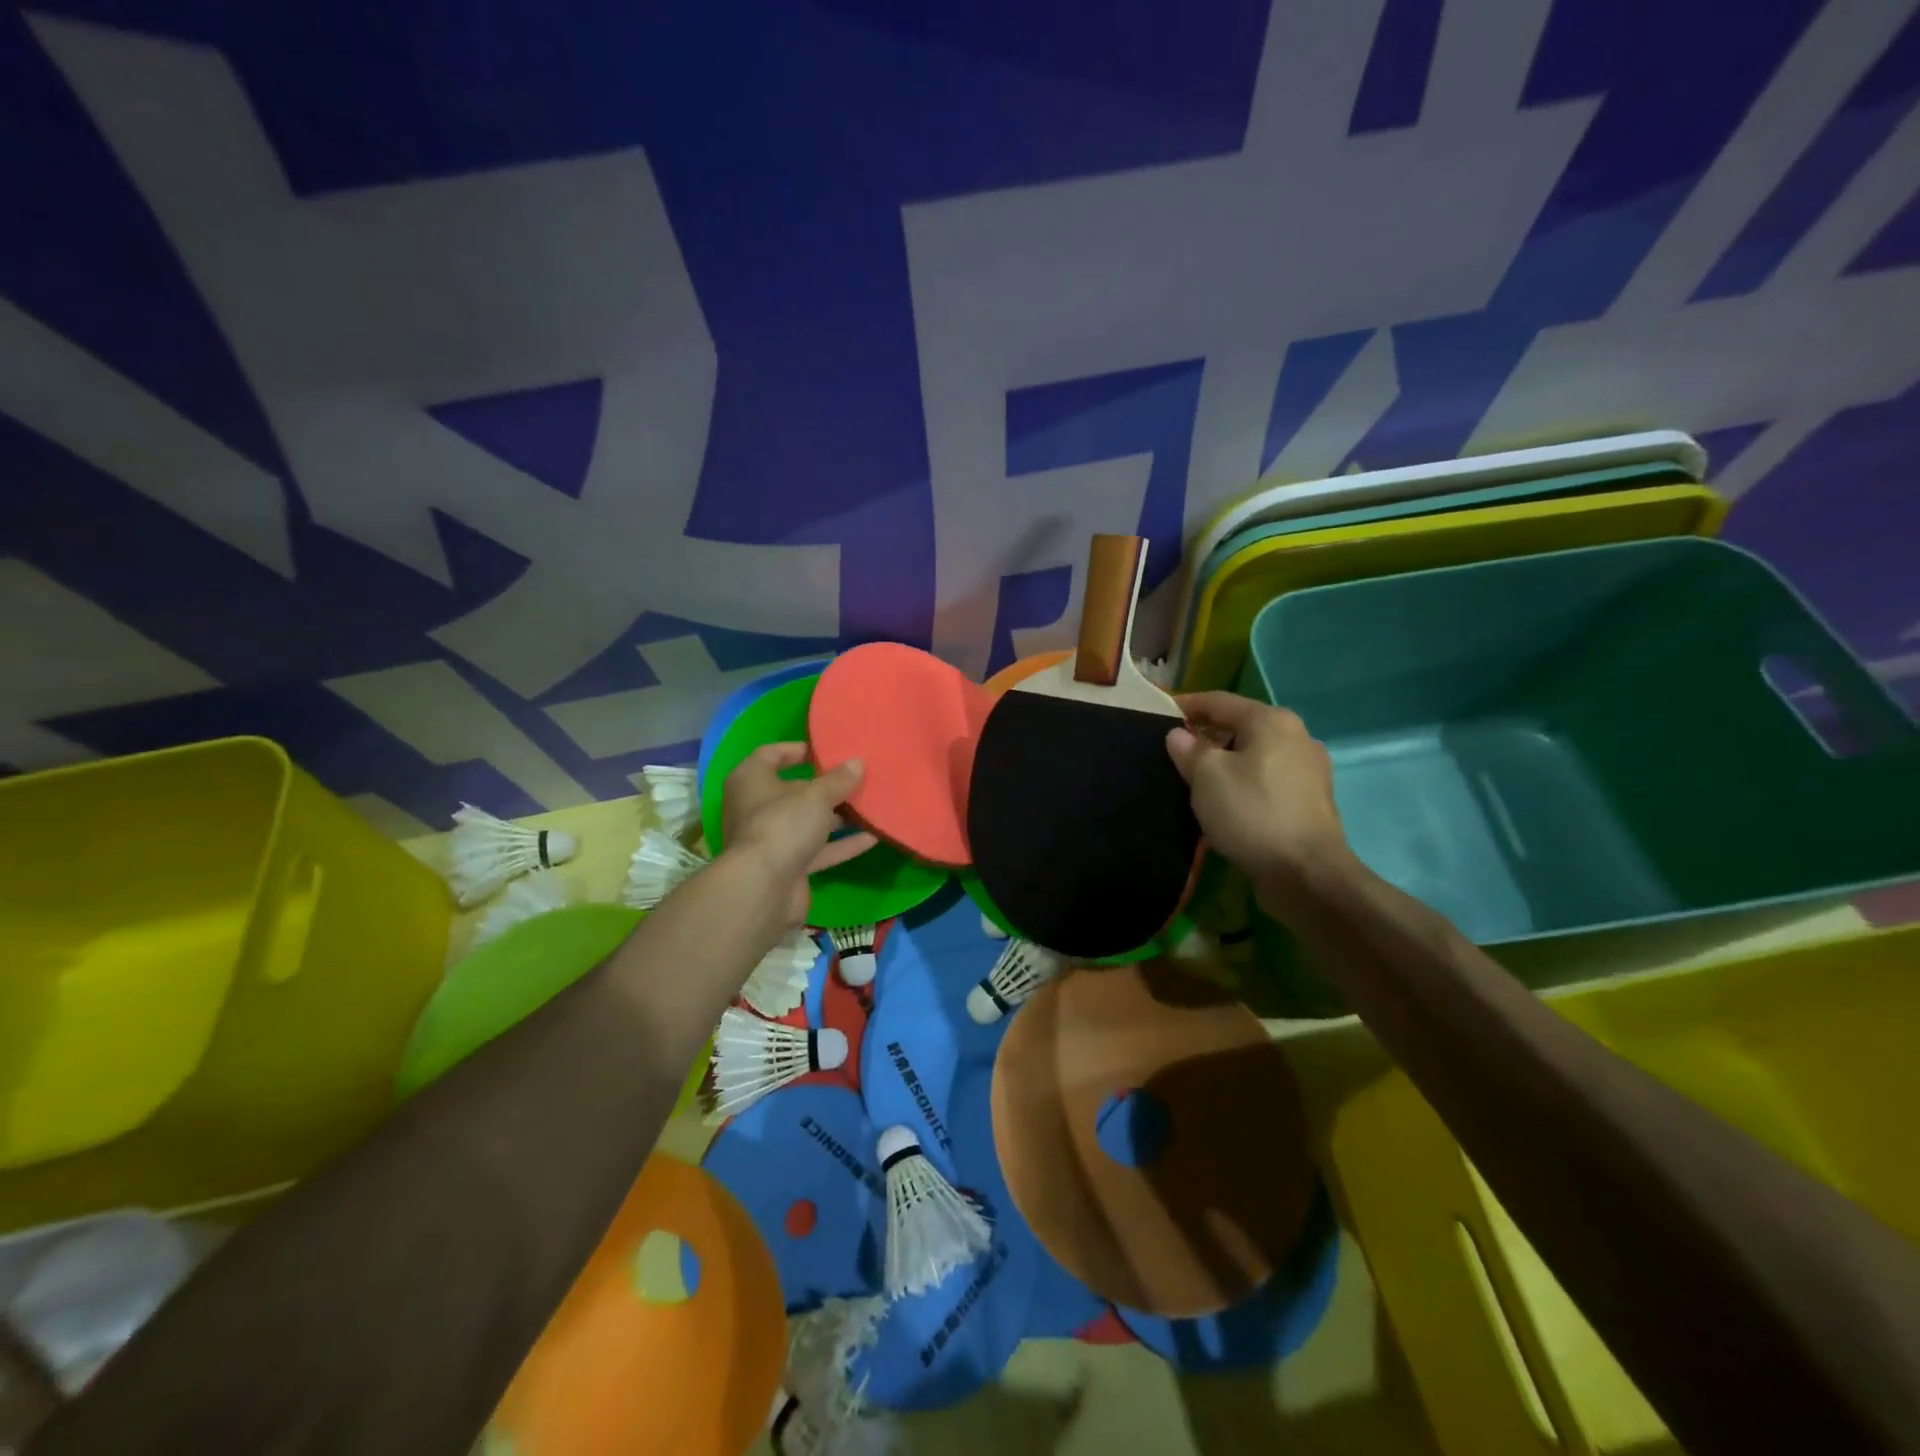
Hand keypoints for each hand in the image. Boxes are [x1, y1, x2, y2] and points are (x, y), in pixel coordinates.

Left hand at [720, 744, 877, 931]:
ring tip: (870, 805)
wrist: (763, 889)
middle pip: (793, 791)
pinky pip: (818, 850)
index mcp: (751, 780)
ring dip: (837, 817)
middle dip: (825, 787)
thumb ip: (839, 780)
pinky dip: (842, 845)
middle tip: (857, 778)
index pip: (771, 755)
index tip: (828, 750)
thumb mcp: (816, 796)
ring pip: (808, 822)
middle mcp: (756, 807)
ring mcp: (772, 839)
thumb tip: (857, 763)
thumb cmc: (783, 825)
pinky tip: (873, 837)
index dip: (798, 750)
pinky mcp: (787, 867)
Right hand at [1165, 692, 1358, 916]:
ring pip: (1255, 754)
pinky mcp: (1311, 800)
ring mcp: (1309, 769)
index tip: (1160, 712)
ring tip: (1197, 778)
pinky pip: (1268, 779)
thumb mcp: (1207, 777)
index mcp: (1272, 721)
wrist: (1307, 874)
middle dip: (1207, 735)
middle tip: (1175, 750)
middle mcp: (1296, 736)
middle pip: (1241, 726)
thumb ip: (1189, 750)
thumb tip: (1179, 736)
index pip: (1219, 701)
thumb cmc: (1252, 813)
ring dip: (1226, 761)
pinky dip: (1245, 782)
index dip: (1187, 705)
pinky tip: (1228, 801)